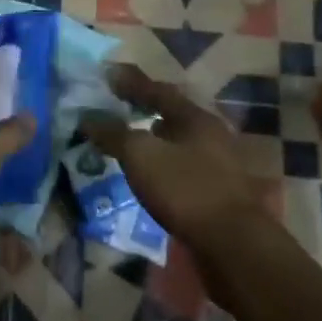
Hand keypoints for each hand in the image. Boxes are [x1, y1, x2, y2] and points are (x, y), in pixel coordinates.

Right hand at [81, 65, 275, 264]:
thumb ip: (113, 133)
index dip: (132, 82)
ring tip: (131, 137)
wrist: (234, 246)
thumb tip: (87, 117)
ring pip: (180, 141)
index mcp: (196, 118)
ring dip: (155, 136)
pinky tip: (151, 173)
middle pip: (174, 113)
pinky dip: (162, 162)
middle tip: (119, 103)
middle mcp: (212, 135)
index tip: (109, 73)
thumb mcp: (141, 156)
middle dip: (146, 107)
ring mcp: (219, 165)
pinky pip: (183, 166)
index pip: (159, 91)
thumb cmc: (186, 190)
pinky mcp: (218, 193)